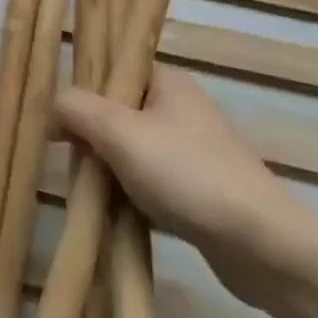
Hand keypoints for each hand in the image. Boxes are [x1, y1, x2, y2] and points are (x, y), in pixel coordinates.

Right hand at [57, 68, 317, 308]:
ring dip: (106, 169)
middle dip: (90, 137)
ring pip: (129, 150)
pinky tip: (115, 212)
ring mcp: (191, 151)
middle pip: (116, 113)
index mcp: (168, 83)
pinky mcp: (198, 189)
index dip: (80, 92)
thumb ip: (79, 109)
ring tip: (89, 190)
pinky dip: (128, 193)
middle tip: (70, 159)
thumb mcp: (121, 133)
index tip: (57, 123)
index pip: (112, 72)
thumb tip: (53, 103)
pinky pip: (147, 181)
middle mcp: (181, 109)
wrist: (264, 246)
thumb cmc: (188, 175)